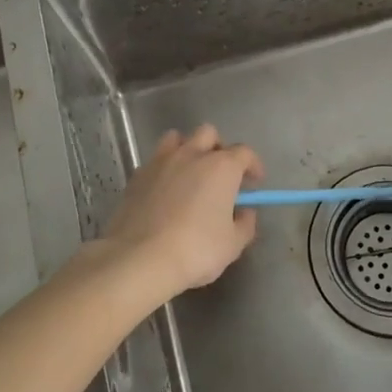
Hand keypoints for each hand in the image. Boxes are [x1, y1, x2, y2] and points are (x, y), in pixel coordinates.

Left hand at [102, 125, 262, 301]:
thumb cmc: (196, 250)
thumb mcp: (233, 244)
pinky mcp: (137, 175)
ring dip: (188, 149)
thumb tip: (245, 212)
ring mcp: (161, 161)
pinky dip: (164, 169)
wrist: (141, 258)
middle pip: (209, 134)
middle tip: (221, 173)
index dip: (252, 164)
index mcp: (221, 167)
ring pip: (177, 138)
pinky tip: (164, 190)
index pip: (244, 152)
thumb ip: (245, 224)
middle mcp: (192, 154)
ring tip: (190, 172)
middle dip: (218, 148)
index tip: (254, 181)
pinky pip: (155, 160)